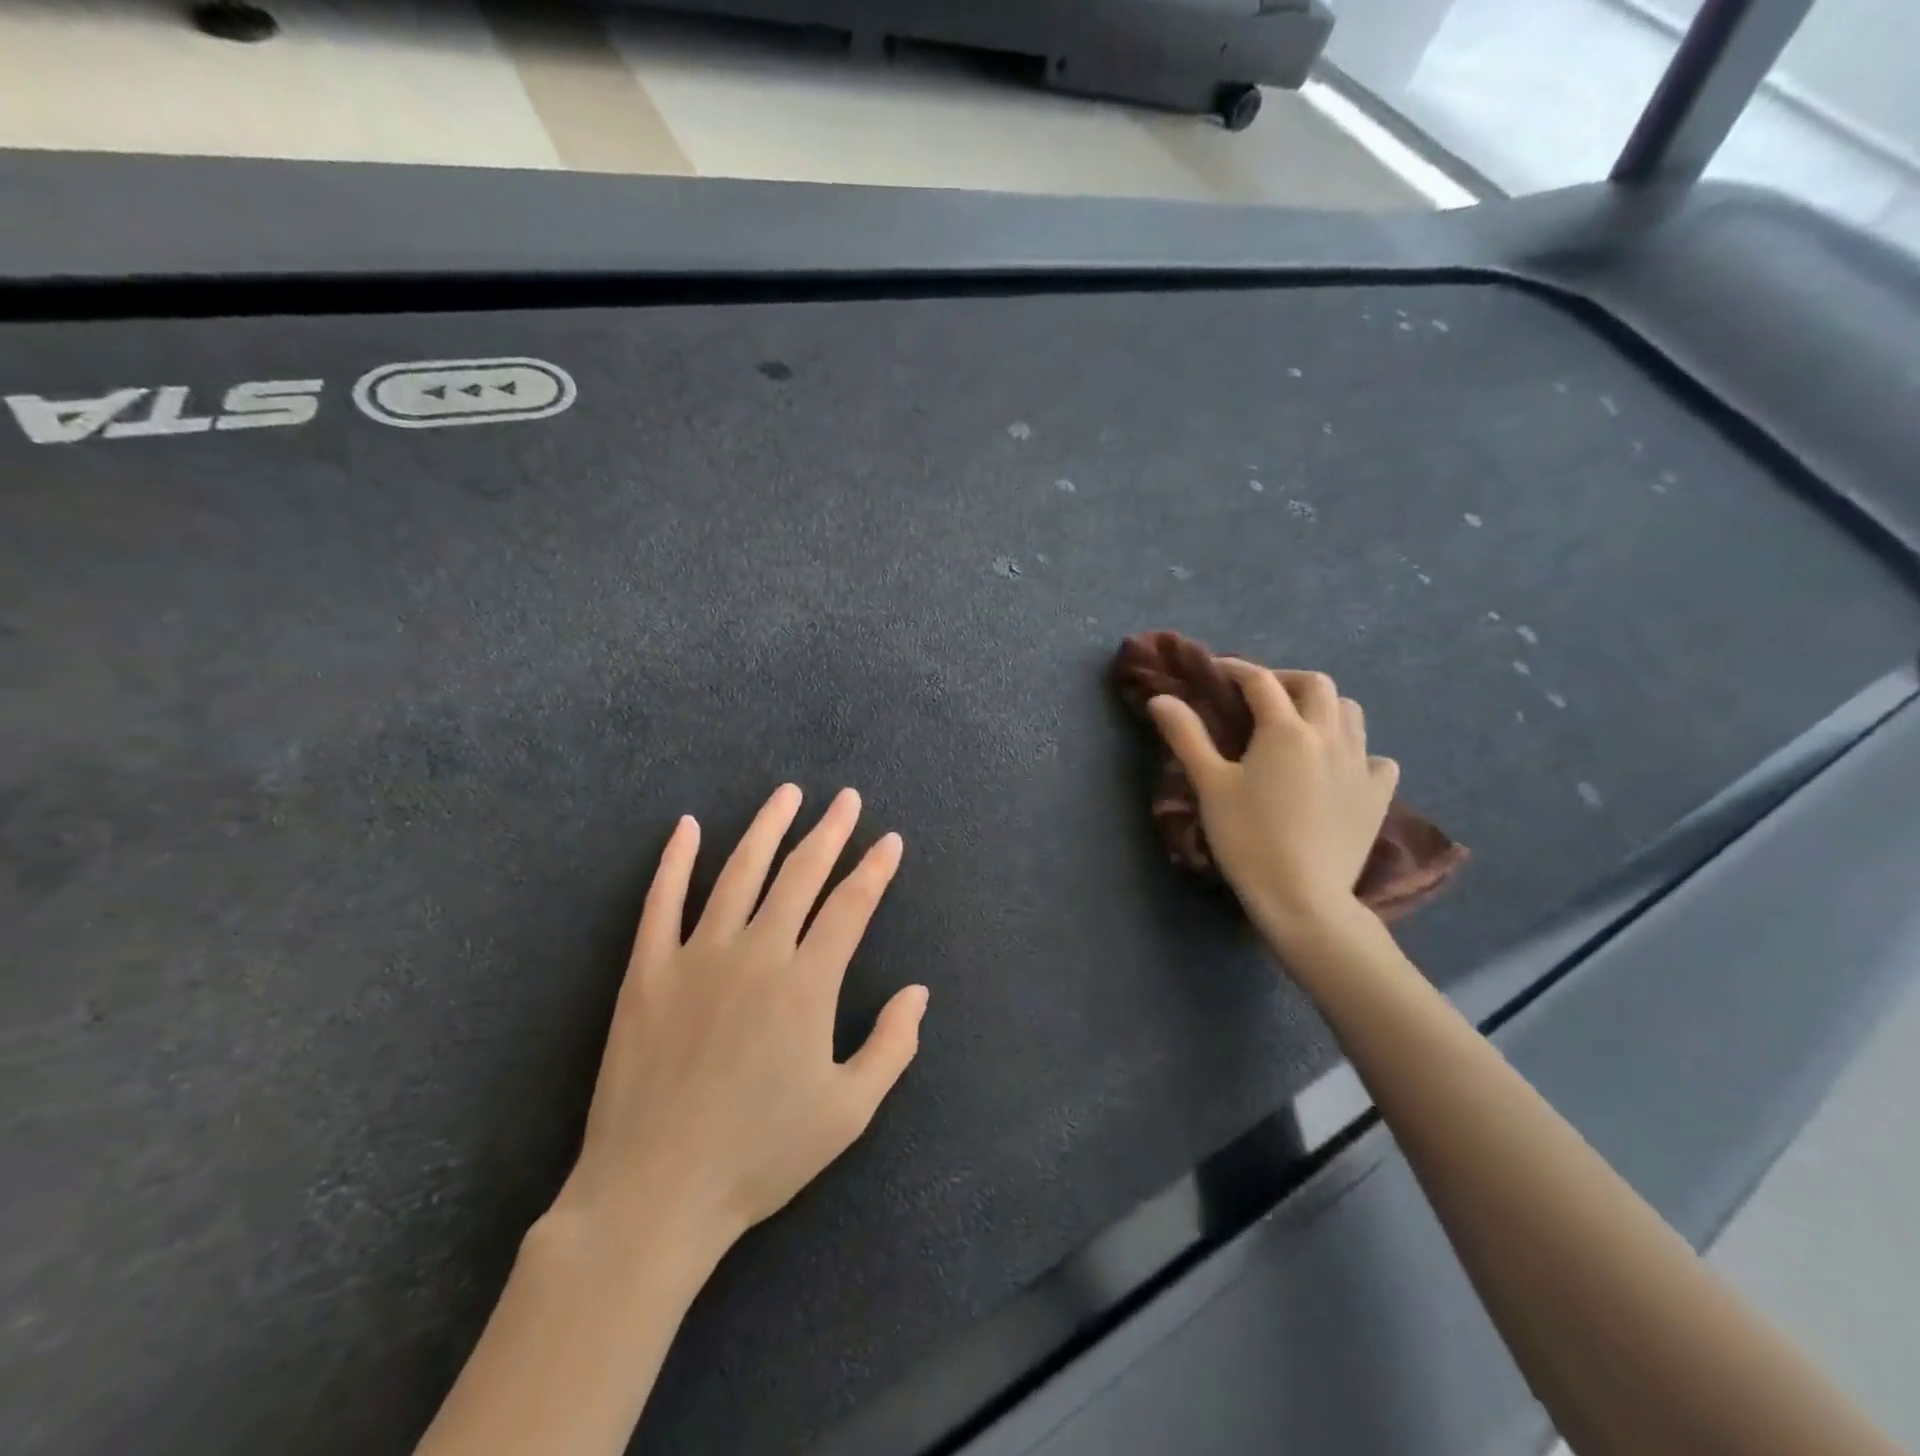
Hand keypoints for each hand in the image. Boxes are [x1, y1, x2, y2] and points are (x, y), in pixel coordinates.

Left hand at [548, 784, 927, 1264]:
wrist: (655, 1193)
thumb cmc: (760, 1155)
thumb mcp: (847, 1113)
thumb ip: (892, 1046)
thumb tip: (918, 991)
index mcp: (806, 984)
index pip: (851, 906)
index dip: (875, 868)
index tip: (890, 840)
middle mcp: (755, 953)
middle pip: (800, 874)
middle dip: (830, 832)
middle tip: (847, 800)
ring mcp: (696, 956)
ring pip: (738, 872)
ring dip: (767, 827)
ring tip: (788, 793)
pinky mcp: (647, 971)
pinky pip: (660, 901)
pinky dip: (674, 859)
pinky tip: (687, 826)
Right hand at [1148, 662, 1398, 945]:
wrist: (1303, 895)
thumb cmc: (1248, 838)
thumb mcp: (1210, 785)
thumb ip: (1187, 736)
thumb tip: (1160, 698)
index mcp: (1285, 729)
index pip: (1260, 681)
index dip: (1237, 669)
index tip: (1218, 670)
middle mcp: (1329, 735)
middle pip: (1316, 685)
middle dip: (1285, 680)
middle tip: (1260, 696)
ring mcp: (1360, 764)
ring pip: (1351, 712)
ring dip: (1323, 706)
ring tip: (1300, 724)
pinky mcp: (1378, 794)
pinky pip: (1376, 757)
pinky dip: (1357, 750)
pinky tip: (1339, 767)